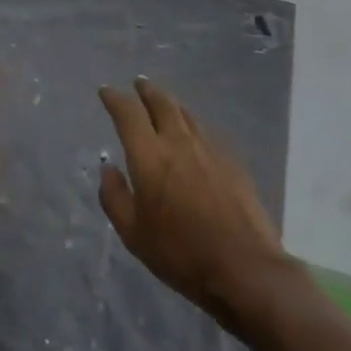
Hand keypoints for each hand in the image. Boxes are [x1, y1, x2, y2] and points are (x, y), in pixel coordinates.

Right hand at [99, 79, 286, 331]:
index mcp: (149, 155)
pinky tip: (192, 133)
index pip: (128, 113)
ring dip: (170, 102)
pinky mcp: (231, 161)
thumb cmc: (181, 253)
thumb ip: (114, 197)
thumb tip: (108, 168)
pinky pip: (204, 131)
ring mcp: (208, 149)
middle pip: (161, 102)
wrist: (245, 268)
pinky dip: (191, 124)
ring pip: (185, 113)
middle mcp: (178, 142)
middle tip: (138, 83)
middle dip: (146, 90)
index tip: (106, 91)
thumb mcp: (134, 234)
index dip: (115, 98)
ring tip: (163, 100)